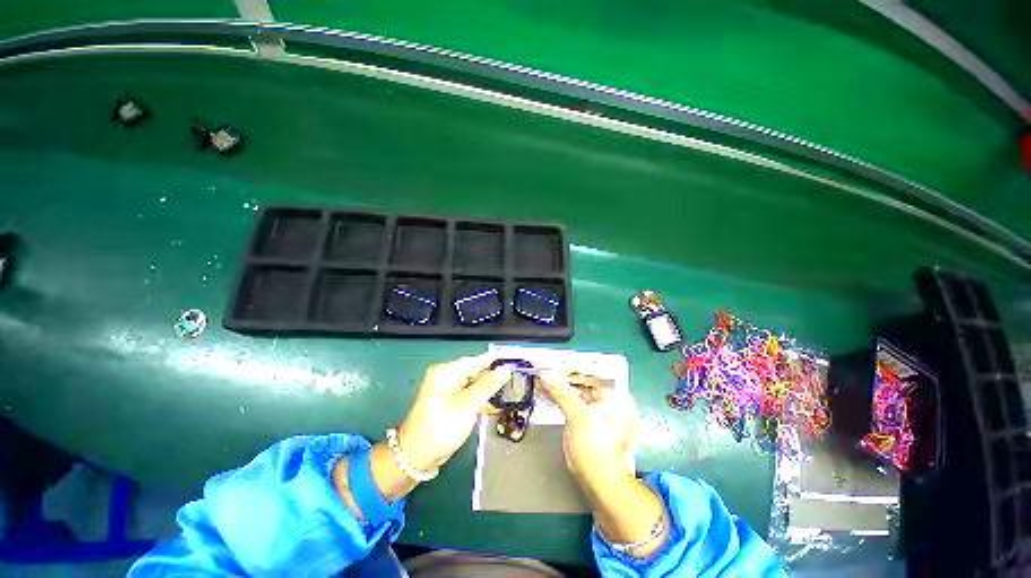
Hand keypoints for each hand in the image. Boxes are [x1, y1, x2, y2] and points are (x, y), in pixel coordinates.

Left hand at [397, 353, 511, 471]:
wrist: (417, 457)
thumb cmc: (440, 428)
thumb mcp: (466, 405)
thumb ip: (487, 385)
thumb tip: (505, 369)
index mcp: (447, 372)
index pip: (476, 360)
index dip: (496, 359)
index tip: (514, 358)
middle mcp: (448, 377)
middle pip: (477, 371)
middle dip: (496, 375)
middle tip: (517, 376)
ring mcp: (450, 391)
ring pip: (476, 385)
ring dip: (491, 389)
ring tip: (512, 390)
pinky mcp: (453, 404)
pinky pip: (472, 396)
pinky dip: (484, 400)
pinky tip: (498, 404)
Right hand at [537, 370, 636, 483]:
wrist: (601, 484)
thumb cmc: (595, 450)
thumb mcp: (577, 417)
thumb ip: (562, 393)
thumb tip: (546, 376)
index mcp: (618, 396)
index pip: (593, 371)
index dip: (572, 366)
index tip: (553, 361)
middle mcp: (615, 400)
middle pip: (587, 381)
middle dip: (566, 376)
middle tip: (547, 369)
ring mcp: (605, 411)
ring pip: (581, 392)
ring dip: (563, 386)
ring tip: (546, 377)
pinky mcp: (595, 421)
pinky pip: (579, 402)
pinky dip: (566, 397)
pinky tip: (552, 392)